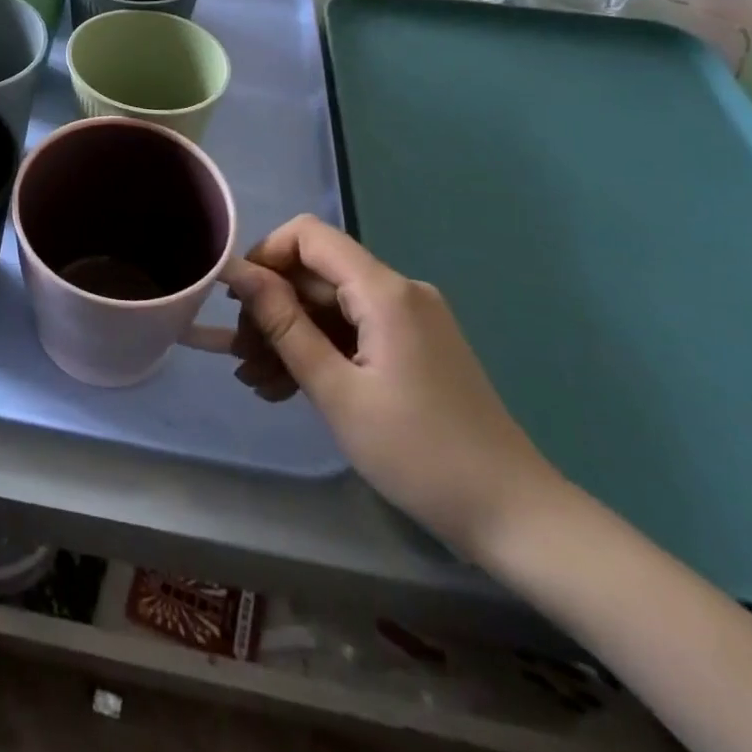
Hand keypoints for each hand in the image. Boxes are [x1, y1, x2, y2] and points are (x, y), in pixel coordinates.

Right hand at [225, 216, 562, 559]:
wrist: (514, 516)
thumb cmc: (418, 453)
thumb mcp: (336, 390)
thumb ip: (283, 324)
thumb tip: (239, 272)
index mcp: (385, 291)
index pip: (309, 235)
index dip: (266, 255)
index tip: (238, 301)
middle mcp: (399, 291)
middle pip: (317, 275)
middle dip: (272, 310)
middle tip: (241, 359)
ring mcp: (410, 320)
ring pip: (330, 307)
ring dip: (290, 337)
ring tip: (255, 382)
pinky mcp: (414, 347)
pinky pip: (353, 332)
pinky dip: (319, 352)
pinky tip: (286, 388)